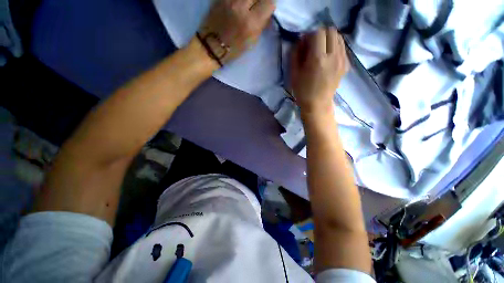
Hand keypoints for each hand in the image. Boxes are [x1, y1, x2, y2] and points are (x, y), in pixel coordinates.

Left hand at [197, 0, 274, 65]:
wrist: (212, 46)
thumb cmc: (234, 49)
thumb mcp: (252, 41)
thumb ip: (261, 24)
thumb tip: (267, 12)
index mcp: (251, 23)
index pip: (269, 2)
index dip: (270, 4)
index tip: (267, 8)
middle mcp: (242, 7)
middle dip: (260, 0)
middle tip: (258, 6)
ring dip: (250, 0)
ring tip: (248, 6)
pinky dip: (239, 0)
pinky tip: (239, 5)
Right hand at [291, 28, 348, 114]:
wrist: (317, 104)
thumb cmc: (303, 91)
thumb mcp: (293, 73)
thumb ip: (295, 54)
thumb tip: (301, 40)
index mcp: (318, 59)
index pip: (318, 33)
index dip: (310, 35)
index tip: (305, 44)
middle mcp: (333, 56)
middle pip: (331, 31)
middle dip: (320, 34)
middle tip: (313, 45)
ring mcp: (342, 60)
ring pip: (339, 37)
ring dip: (329, 39)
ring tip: (321, 50)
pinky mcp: (346, 65)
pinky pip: (342, 47)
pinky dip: (335, 46)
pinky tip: (328, 56)